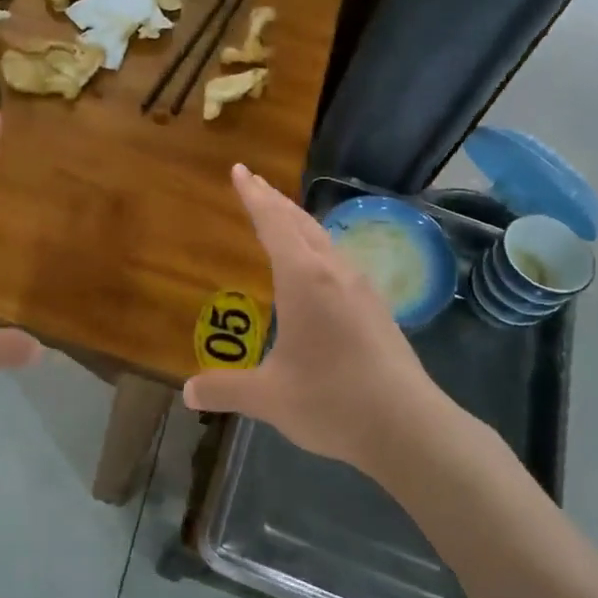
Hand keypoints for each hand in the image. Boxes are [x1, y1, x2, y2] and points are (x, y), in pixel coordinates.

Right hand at [183, 166, 477, 481]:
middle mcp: (334, 272)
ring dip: (298, 223)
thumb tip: (188, 392)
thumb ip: (225, 389)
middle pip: (301, 223)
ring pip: (324, 240)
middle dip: (274, 201)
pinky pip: (339, 260)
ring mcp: (361, 288)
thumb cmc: (332, 401)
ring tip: (281, 218)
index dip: (253, 196)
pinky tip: (318, 269)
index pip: (273, 223)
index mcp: (304, 279)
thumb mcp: (269, 397)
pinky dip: (317, 247)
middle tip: (253, 183)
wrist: (408, 427)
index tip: (239, 170)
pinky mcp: (377, 308)